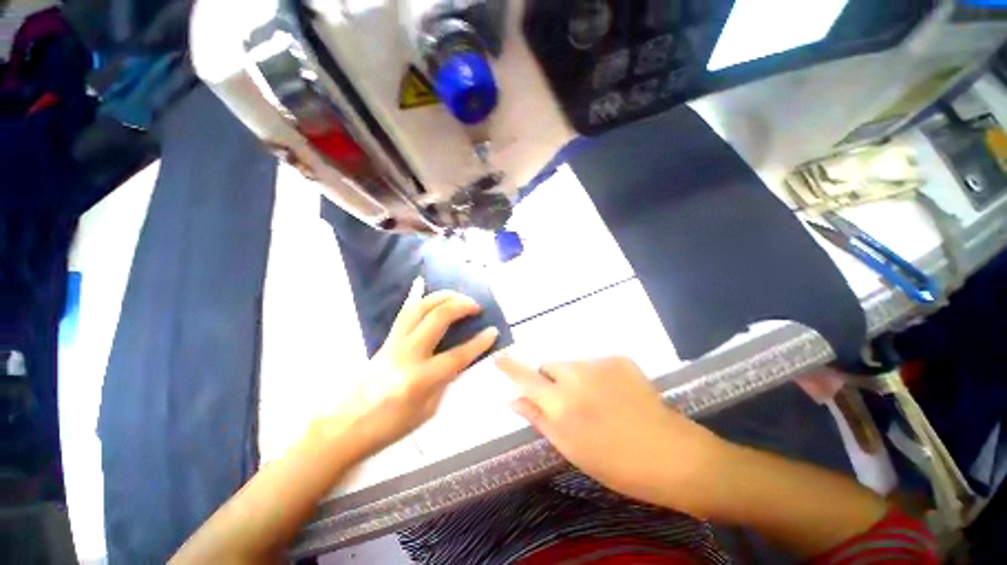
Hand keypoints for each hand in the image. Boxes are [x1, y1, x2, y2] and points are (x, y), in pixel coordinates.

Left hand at [342, 279, 498, 452]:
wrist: (346, 425)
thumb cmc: (390, 426)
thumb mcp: (428, 410)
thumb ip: (446, 380)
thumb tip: (461, 359)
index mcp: (421, 379)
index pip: (458, 355)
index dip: (479, 342)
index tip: (493, 331)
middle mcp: (408, 354)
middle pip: (437, 318)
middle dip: (461, 306)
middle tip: (475, 306)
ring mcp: (394, 342)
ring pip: (419, 307)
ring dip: (442, 296)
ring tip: (458, 296)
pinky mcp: (386, 338)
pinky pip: (404, 312)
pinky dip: (416, 296)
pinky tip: (423, 285)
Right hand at [496, 355, 726, 511]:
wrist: (671, 454)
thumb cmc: (615, 462)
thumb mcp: (570, 447)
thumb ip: (538, 418)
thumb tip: (513, 399)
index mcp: (561, 404)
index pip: (527, 379)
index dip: (511, 368)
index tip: (499, 358)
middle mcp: (576, 376)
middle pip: (550, 366)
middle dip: (551, 380)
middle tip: (568, 402)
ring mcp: (599, 364)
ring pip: (573, 364)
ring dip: (575, 377)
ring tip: (597, 401)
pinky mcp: (619, 358)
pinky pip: (595, 363)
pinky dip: (597, 375)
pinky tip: (615, 394)